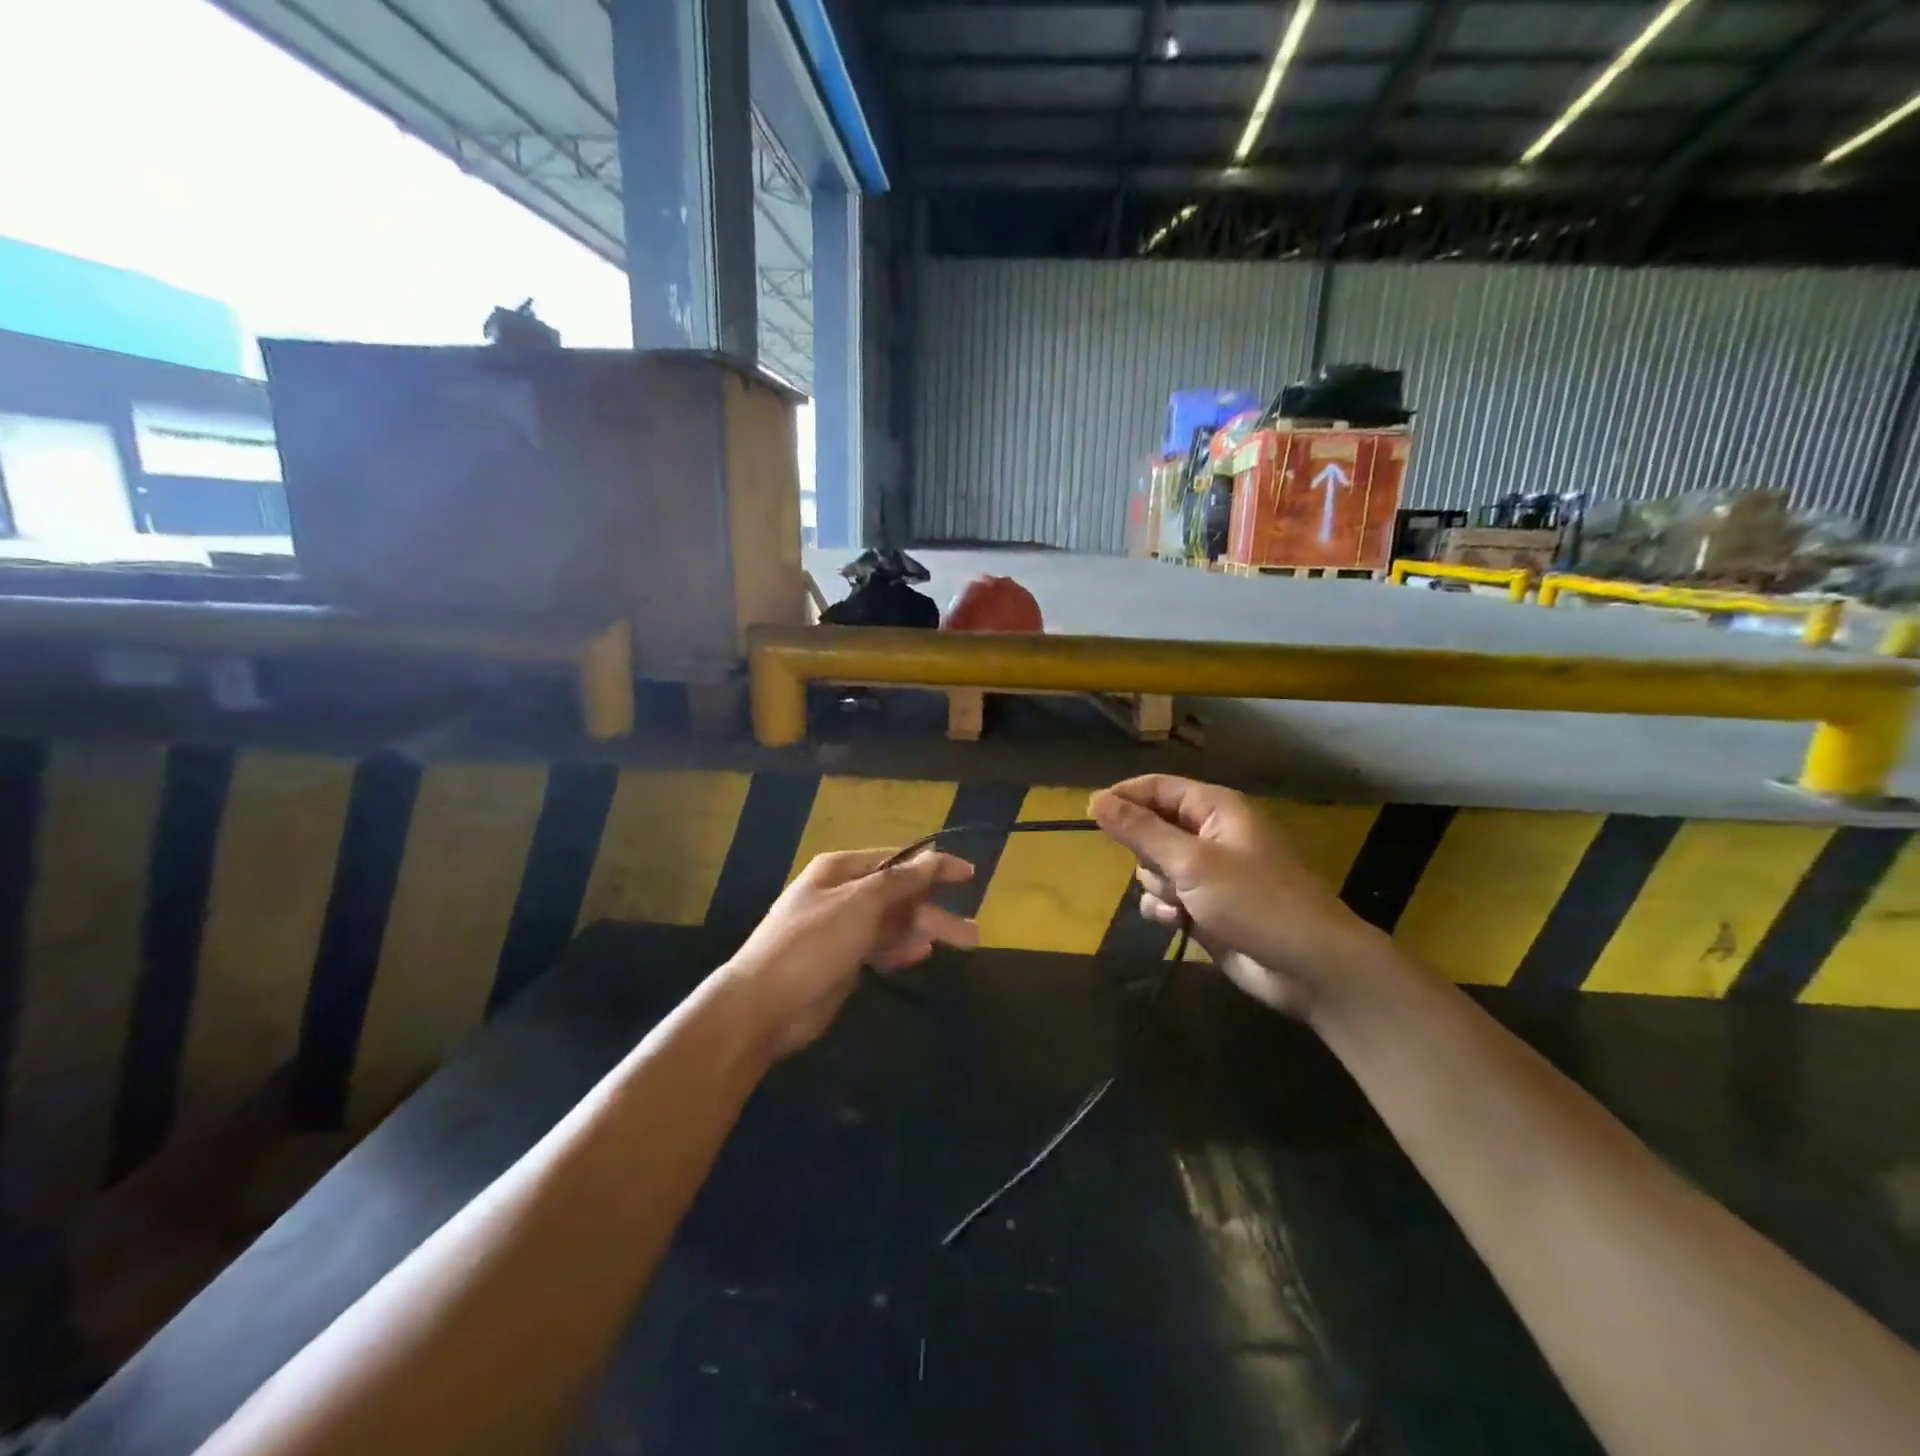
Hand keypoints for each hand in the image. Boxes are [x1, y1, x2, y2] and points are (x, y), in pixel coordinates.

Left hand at [720, 848, 978, 1057]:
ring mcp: (842, 928)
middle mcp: (842, 894)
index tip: (969, 875)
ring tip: (963, 946)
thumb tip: (932, 858)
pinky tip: (920, 956)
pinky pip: (880, 947)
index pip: (897, 861)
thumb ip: (900, 882)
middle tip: (974, 933)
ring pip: (893, 924)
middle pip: (899, 896)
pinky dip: (900, 949)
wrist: (763, 1005)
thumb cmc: (812, 944)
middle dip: (934, 911)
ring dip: (924, 932)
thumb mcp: (859, 904)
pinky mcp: (842, 960)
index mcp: (841, 870)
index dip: (934, 866)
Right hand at [1090, 775, 1380, 1019]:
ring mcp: (1208, 873)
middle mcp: (1210, 834)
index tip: (1091, 816)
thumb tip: (1095, 800)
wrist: (1310, 967)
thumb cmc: (1256, 902)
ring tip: (1183, 905)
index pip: (1157, 788)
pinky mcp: (1205, 906)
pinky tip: (1178, 924)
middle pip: (1150, 829)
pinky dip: (1165, 909)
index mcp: (1216, 808)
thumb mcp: (1192, 862)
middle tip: (1168, 871)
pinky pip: (1165, 897)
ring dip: (1159, 887)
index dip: (1123, 798)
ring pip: (1154, 867)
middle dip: (1148, 854)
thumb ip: (1141, 831)